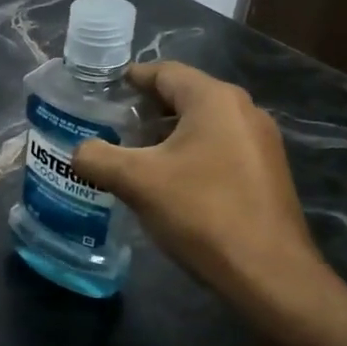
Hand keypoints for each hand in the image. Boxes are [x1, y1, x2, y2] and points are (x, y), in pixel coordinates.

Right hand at [72, 62, 327, 316]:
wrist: (267, 273)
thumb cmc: (201, 212)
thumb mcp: (136, 181)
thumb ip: (97, 158)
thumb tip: (79, 152)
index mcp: (215, 100)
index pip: (165, 72)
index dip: (130, 78)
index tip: (100, 92)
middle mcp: (243, 111)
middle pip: (184, 96)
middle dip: (144, 109)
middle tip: (108, 126)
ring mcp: (260, 143)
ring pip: (201, 125)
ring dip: (164, 135)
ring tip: (129, 156)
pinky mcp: (264, 173)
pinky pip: (217, 149)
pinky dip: (187, 154)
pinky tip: (165, 182)